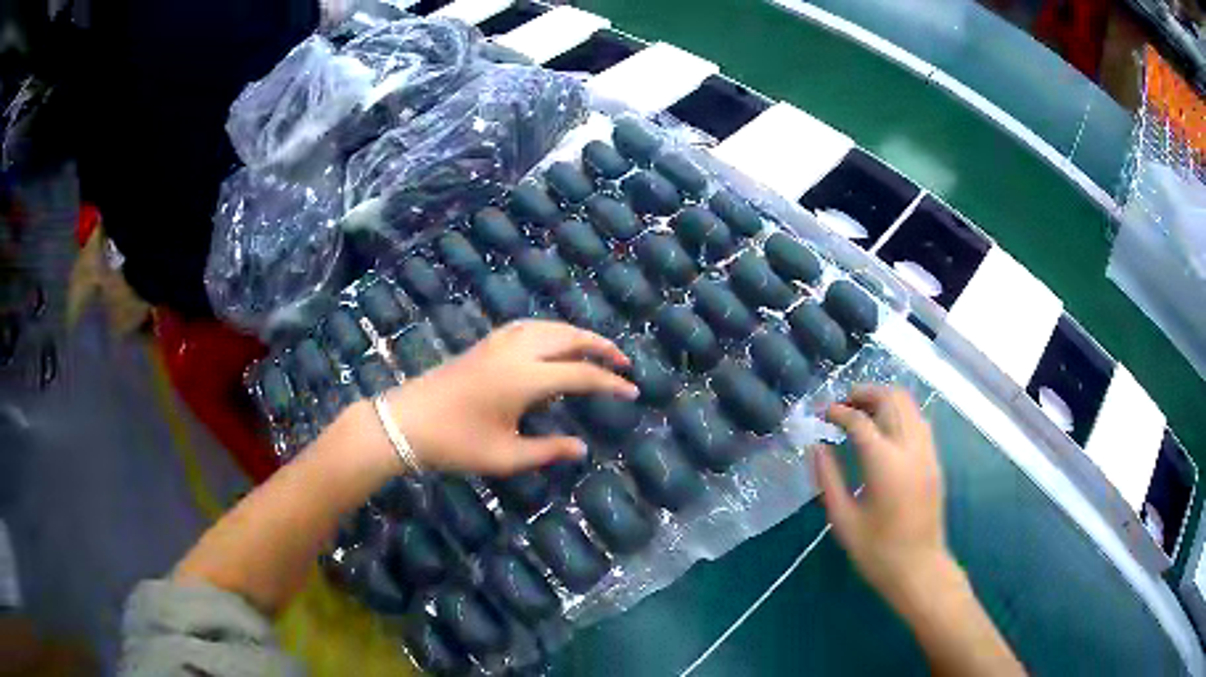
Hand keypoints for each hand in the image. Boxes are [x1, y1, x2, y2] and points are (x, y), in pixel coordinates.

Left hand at [386, 320, 636, 475]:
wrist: (405, 422)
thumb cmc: (455, 443)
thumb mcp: (505, 456)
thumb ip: (548, 451)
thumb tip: (582, 447)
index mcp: (526, 379)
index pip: (581, 374)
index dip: (611, 383)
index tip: (633, 392)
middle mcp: (516, 352)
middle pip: (569, 337)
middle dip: (601, 346)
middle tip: (623, 362)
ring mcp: (498, 343)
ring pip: (548, 326)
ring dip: (576, 334)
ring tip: (595, 349)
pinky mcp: (484, 343)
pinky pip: (528, 326)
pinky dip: (551, 330)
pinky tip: (552, 342)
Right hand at [813, 386, 953, 610]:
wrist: (919, 569)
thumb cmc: (877, 551)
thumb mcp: (843, 520)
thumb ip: (828, 479)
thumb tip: (816, 447)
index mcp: (885, 464)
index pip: (861, 421)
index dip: (839, 411)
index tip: (823, 413)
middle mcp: (911, 449)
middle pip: (892, 399)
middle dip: (865, 393)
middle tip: (843, 404)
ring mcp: (927, 452)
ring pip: (910, 405)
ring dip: (884, 400)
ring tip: (861, 412)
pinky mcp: (934, 460)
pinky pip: (919, 421)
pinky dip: (900, 413)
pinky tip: (884, 430)